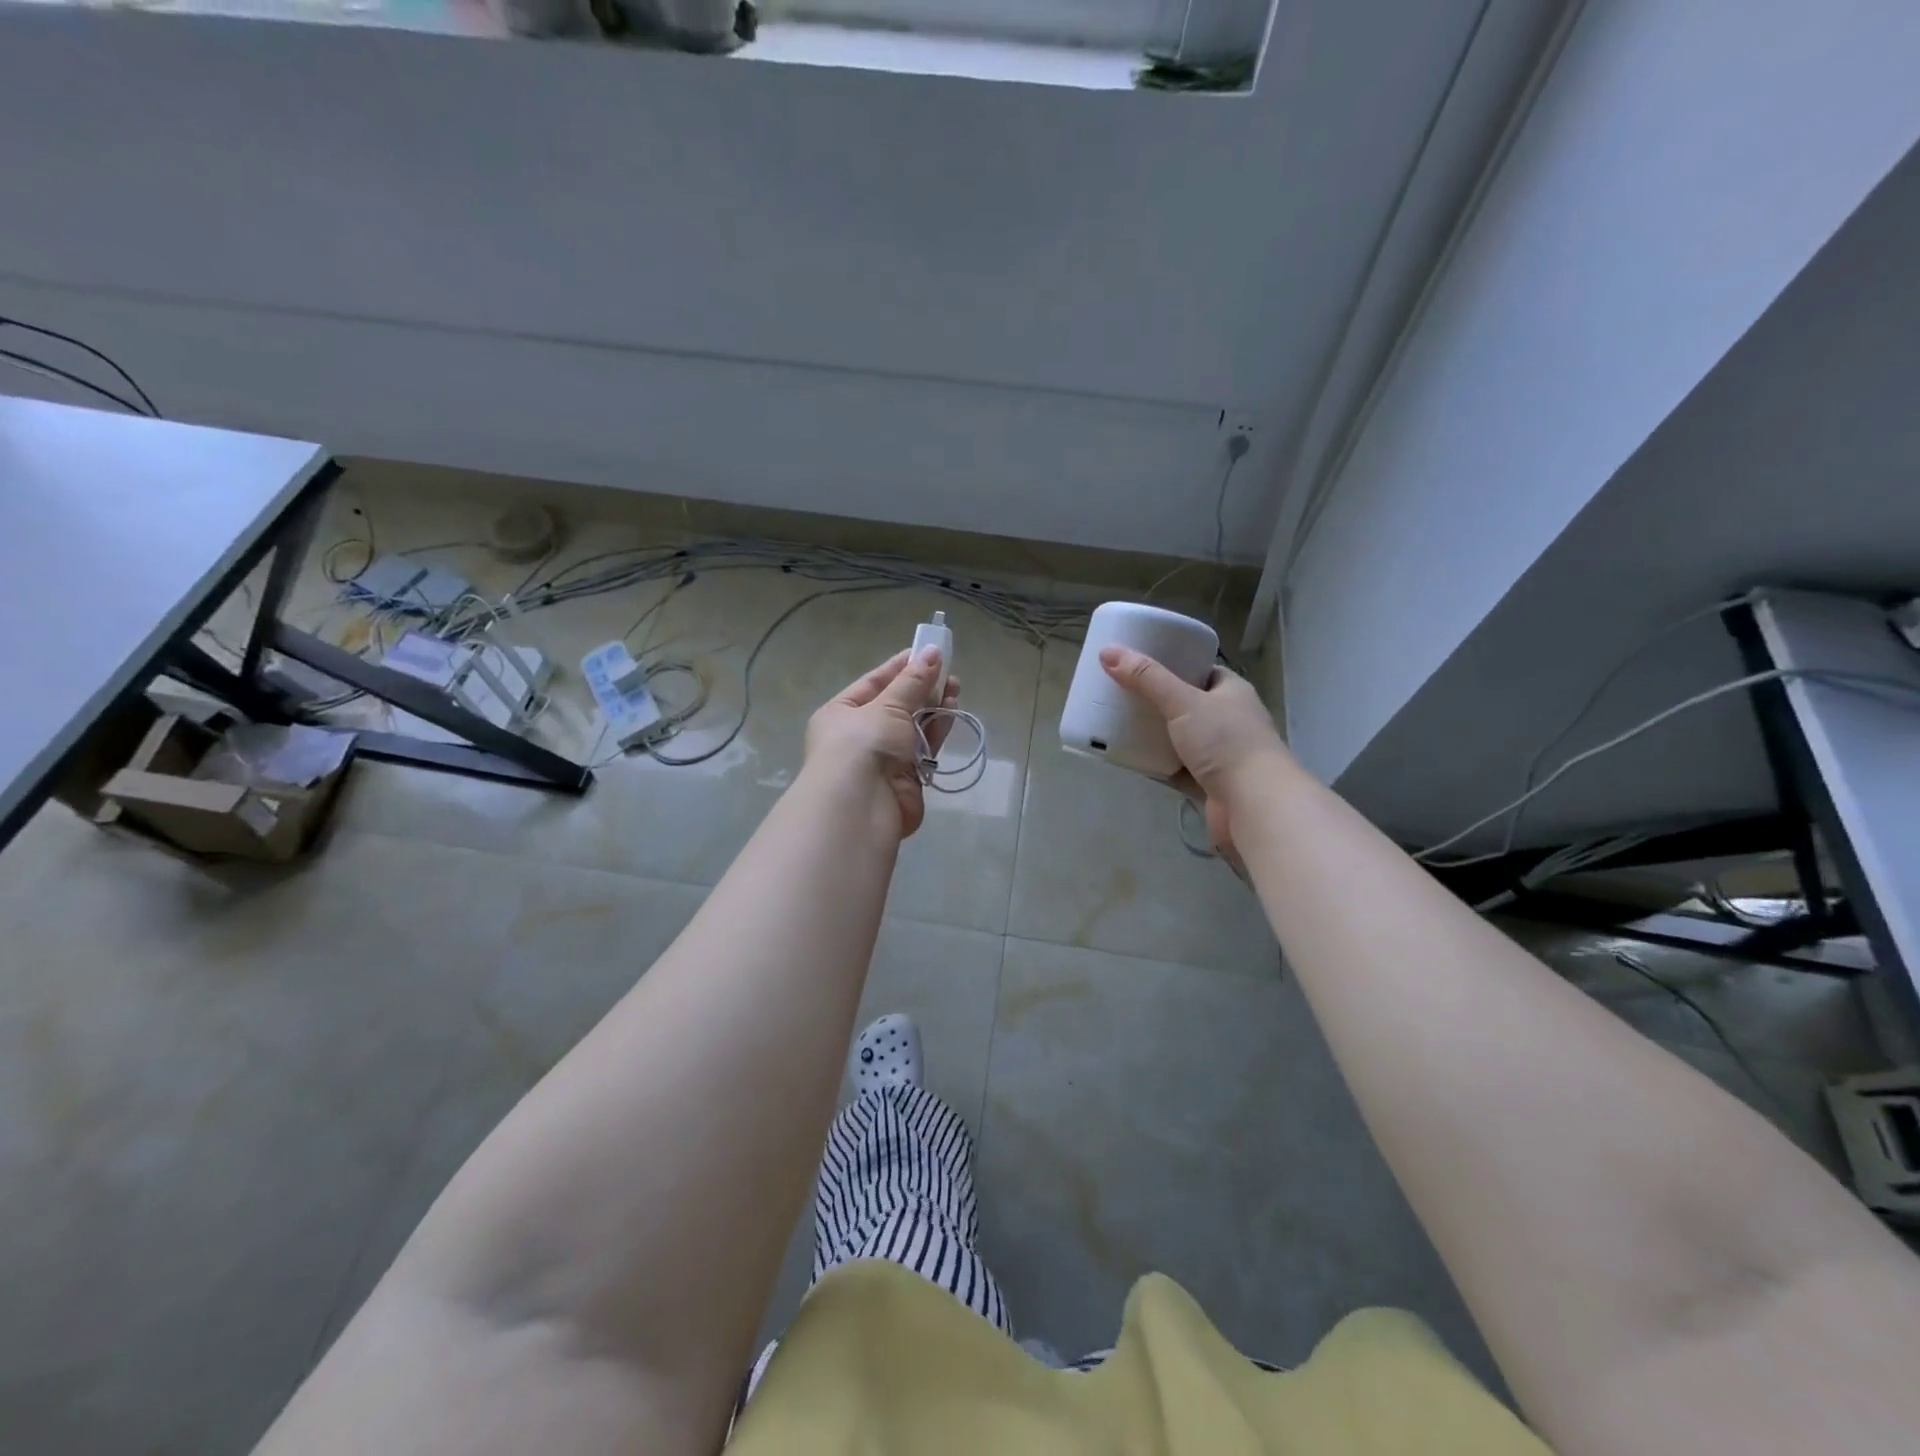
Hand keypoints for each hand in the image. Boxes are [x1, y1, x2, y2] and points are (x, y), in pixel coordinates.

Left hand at [804, 646, 960, 838]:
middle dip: (922, 688)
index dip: (900, 667)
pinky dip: (937, 730)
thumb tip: (933, 652)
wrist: (862, 807)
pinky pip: (924, 747)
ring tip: (956, 688)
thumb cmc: (863, 745)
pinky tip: (953, 712)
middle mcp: (860, 735)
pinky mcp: (906, 778)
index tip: (928, 652)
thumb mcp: (887, 706)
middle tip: (949, 671)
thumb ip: (913, 681)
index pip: (873, 683)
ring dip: (934, 707)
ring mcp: (884, 758)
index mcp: (841, 713)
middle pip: (896, 705)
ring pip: (913, 726)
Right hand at [1099, 645, 1288, 865]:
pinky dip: (1156, 764)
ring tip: (1120, 723)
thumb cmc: (1225, 742)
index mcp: (1231, 692)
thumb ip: (1146, 678)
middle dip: (1157, 701)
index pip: (1201, 671)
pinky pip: (1175, 768)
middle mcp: (1229, 720)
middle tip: (1122, 693)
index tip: (1141, 664)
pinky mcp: (1209, 783)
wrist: (1254, 804)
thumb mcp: (1183, 702)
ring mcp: (1220, 754)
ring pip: (1180, 738)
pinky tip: (1130, 758)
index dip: (1173, 665)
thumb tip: (1107, 652)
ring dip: (1155, 734)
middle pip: (1187, 704)